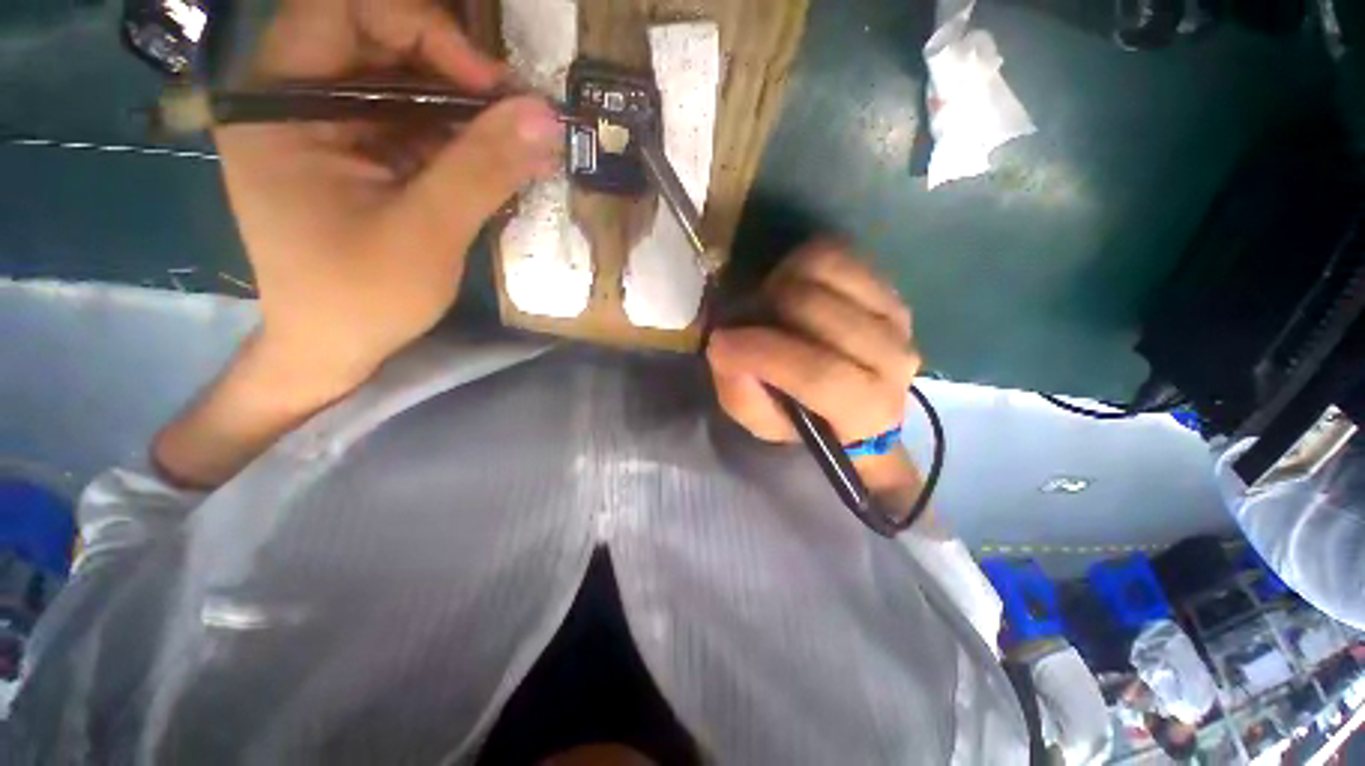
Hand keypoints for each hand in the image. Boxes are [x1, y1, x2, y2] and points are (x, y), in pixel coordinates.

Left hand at [216, 0, 562, 388]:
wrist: (334, 348)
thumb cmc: (362, 298)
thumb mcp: (427, 233)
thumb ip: (483, 169)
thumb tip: (547, 117)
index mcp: (278, 107)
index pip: (342, 11)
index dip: (423, 28)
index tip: (491, 84)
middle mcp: (292, 101)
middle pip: (374, 39)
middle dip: (450, 66)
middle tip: (514, 109)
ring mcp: (323, 128)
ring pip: (399, 81)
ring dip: (462, 105)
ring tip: (514, 141)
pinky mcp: (353, 155)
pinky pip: (408, 122)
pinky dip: (455, 136)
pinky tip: (492, 160)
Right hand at [706, 241, 926, 514]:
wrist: (843, 396)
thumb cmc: (797, 413)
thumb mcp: (759, 419)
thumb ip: (742, 391)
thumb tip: (726, 343)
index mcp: (865, 411)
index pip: (820, 374)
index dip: (762, 354)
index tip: (721, 343)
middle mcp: (894, 361)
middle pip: (817, 311)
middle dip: (766, 311)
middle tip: (748, 323)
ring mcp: (895, 316)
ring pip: (826, 273)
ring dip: (782, 284)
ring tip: (771, 306)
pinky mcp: (885, 284)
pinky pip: (834, 253)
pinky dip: (798, 264)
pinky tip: (792, 288)